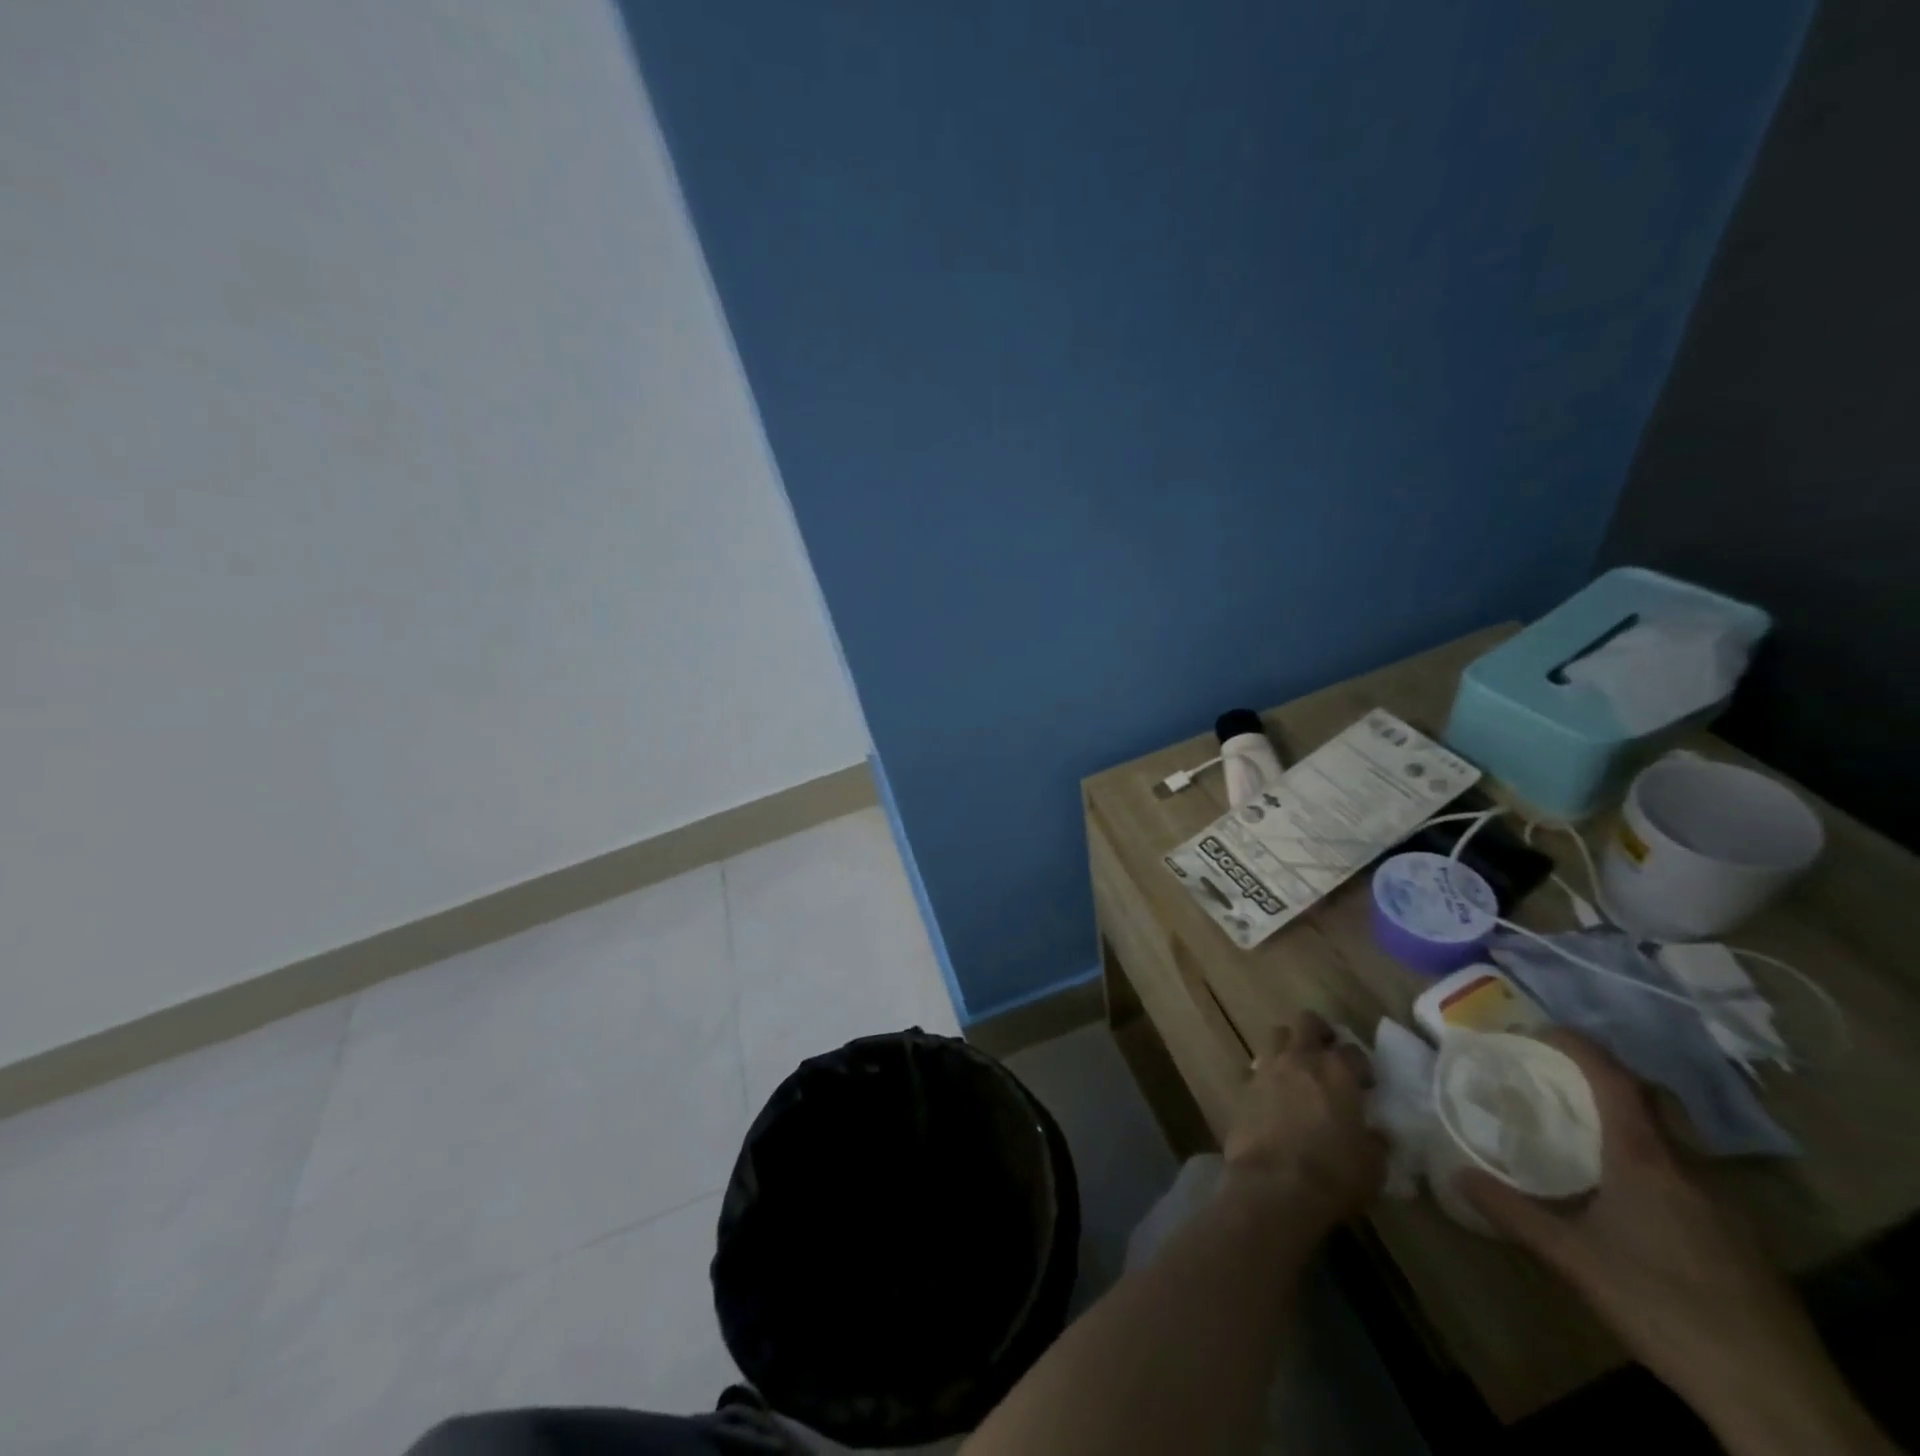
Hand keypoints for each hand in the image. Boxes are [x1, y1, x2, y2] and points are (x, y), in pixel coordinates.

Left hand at [1223, 1011, 1383, 1233]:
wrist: (1274, 1184)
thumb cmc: (1333, 1175)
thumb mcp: (1373, 1165)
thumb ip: (1374, 1140)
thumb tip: (1374, 1132)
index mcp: (1337, 1072)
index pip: (1353, 1051)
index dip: (1361, 1065)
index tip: (1365, 1083)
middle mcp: (1301, 1059)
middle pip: (1307, 1022)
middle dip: (1320, 1033)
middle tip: (1328, 1054)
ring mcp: (1268, 1068)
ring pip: (1277, 1035)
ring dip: (1290, 1045)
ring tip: (1299, 1069)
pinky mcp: (1245, 1085)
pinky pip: (1258, 1067)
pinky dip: (1269, 1073)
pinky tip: (1276, 1094)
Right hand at [1458, 1032, 1890, 1455]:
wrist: (1777, 1396)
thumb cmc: (1661, 1306)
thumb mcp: (1571, 1259)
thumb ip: (1512, 1212)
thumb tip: (1456, 1173)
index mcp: (1645, 1159)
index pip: (1614, 1079)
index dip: (1578, 1046)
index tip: (1538, 1031)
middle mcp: (1688, 1167)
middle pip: (1653, 1099)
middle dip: (1610, 1078)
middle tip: (1563, 1082)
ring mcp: (1725, 1203)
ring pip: (1675, 1139)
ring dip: (1633, 1123)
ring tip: (1590, 1139)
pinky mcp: (1742, 1238)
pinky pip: (1691, 1175)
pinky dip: (1657, 1163)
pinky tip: (1635, 1202)